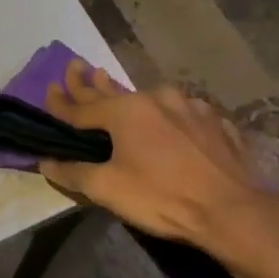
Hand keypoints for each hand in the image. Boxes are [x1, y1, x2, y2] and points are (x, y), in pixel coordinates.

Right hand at [39, 60, 276, 255]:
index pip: (82, 105)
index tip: (48, 89)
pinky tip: (173, 121)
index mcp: (126, 110)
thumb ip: (74, 173)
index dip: (61, 101)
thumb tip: (47, 162)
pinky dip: (170, 116)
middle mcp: (157, 98)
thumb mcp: (108, 189)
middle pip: (115, 92)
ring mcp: (191, 108)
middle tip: (77, 66)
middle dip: (92, 82)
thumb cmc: (162, 197)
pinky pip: (184, 114)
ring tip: (121, 90)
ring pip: (152, 99)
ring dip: (132, 97)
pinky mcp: (217, 124)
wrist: (231, 211)